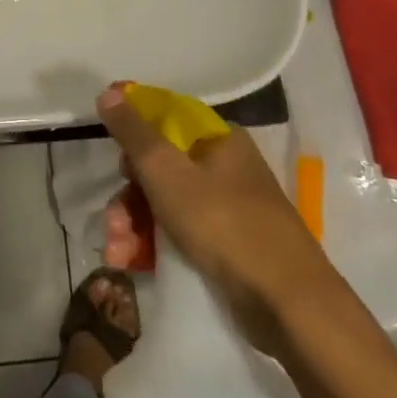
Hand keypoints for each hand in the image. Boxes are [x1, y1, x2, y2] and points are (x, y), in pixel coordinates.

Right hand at [96, 83, 330, 347]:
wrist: (289, 305)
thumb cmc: (224, 224)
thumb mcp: (167, 172)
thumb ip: (134, 133)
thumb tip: (108, 92)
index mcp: (218, 139)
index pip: (165, 118)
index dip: (132, 128)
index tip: (107, 145)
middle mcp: (225, 167)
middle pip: (160, 166)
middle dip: (128, 194)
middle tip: (112, 220)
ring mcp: (229, 208)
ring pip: (166, 203)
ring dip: (134, 224)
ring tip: (117, 252)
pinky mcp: (229, 247)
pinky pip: (181, 234)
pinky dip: (154, 245)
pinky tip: (132, 264)